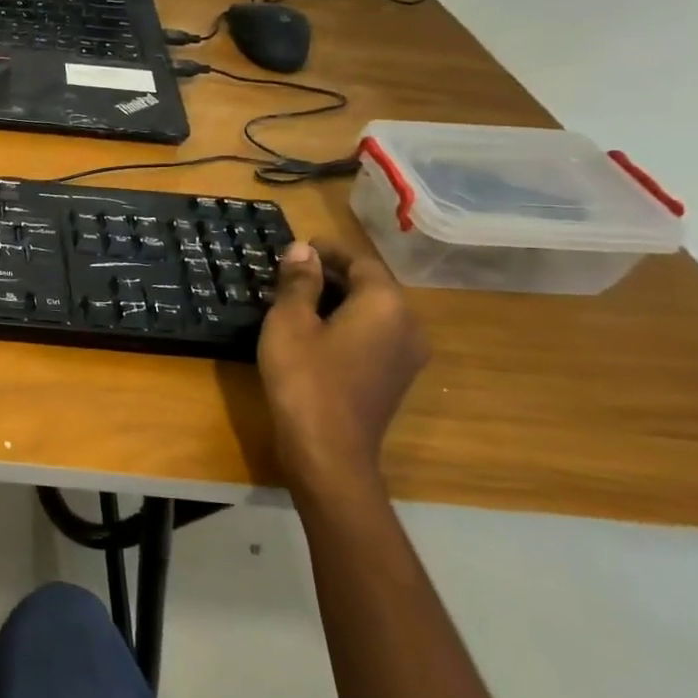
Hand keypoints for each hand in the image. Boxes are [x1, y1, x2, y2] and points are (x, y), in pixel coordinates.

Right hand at [257, 240, 429, 504]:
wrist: (328, 450)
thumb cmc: (304, 378)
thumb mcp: (290, 323)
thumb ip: (299, 282)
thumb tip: (302, 250)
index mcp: (385, 304)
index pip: (361, 262)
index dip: (330, 251)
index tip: (301, 247)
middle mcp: (407, 324)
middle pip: (373, 286)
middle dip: (335, 275)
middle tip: (295, 272)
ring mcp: (407, 355)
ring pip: (375, 312)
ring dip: (343, 301)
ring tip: (302, 299)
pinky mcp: (396, 378)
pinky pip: (375, 336)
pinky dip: (350, 325)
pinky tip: (319, 333)